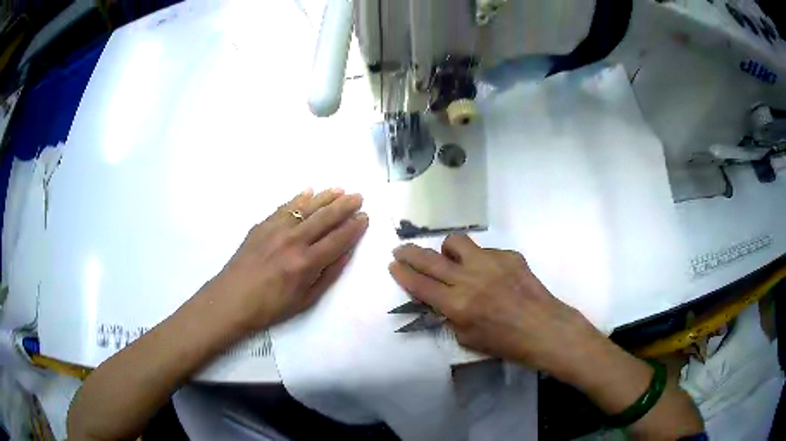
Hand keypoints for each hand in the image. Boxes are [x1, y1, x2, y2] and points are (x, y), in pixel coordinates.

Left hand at [201, 188, 368, 335]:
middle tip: (359, 196)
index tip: (365, 217)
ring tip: (340, 190)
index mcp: (306, 263)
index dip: (354, 227)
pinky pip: (285, 207)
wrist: (231, 299)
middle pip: (325, 218)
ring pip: (306, 207)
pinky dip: (298, 198)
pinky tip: (309, 191)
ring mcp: (276, 229)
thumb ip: (328, 274)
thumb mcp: (305, 300)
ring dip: (325, 197)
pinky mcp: (262, 225)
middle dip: (345, 206)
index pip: (337, 239)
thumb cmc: (270, 306)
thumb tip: (346, 252)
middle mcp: (293, 241)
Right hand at [389, 234, 603, 379]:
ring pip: (456, 242)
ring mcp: (490, 262)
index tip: (393, 265)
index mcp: (457, 304)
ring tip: (450, 259)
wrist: (544, 328)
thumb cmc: (506, 343)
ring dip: (447, 250)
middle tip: (400, 249)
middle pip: (429, 259)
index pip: (420, 284)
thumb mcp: (468, 339)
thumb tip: (440, 300)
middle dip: (409, 252)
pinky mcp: (508, 255)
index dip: (402, 274)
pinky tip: (490, 274)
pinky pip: (485, 251)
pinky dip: (479, 260)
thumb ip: (450, 317)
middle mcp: (469, 278)